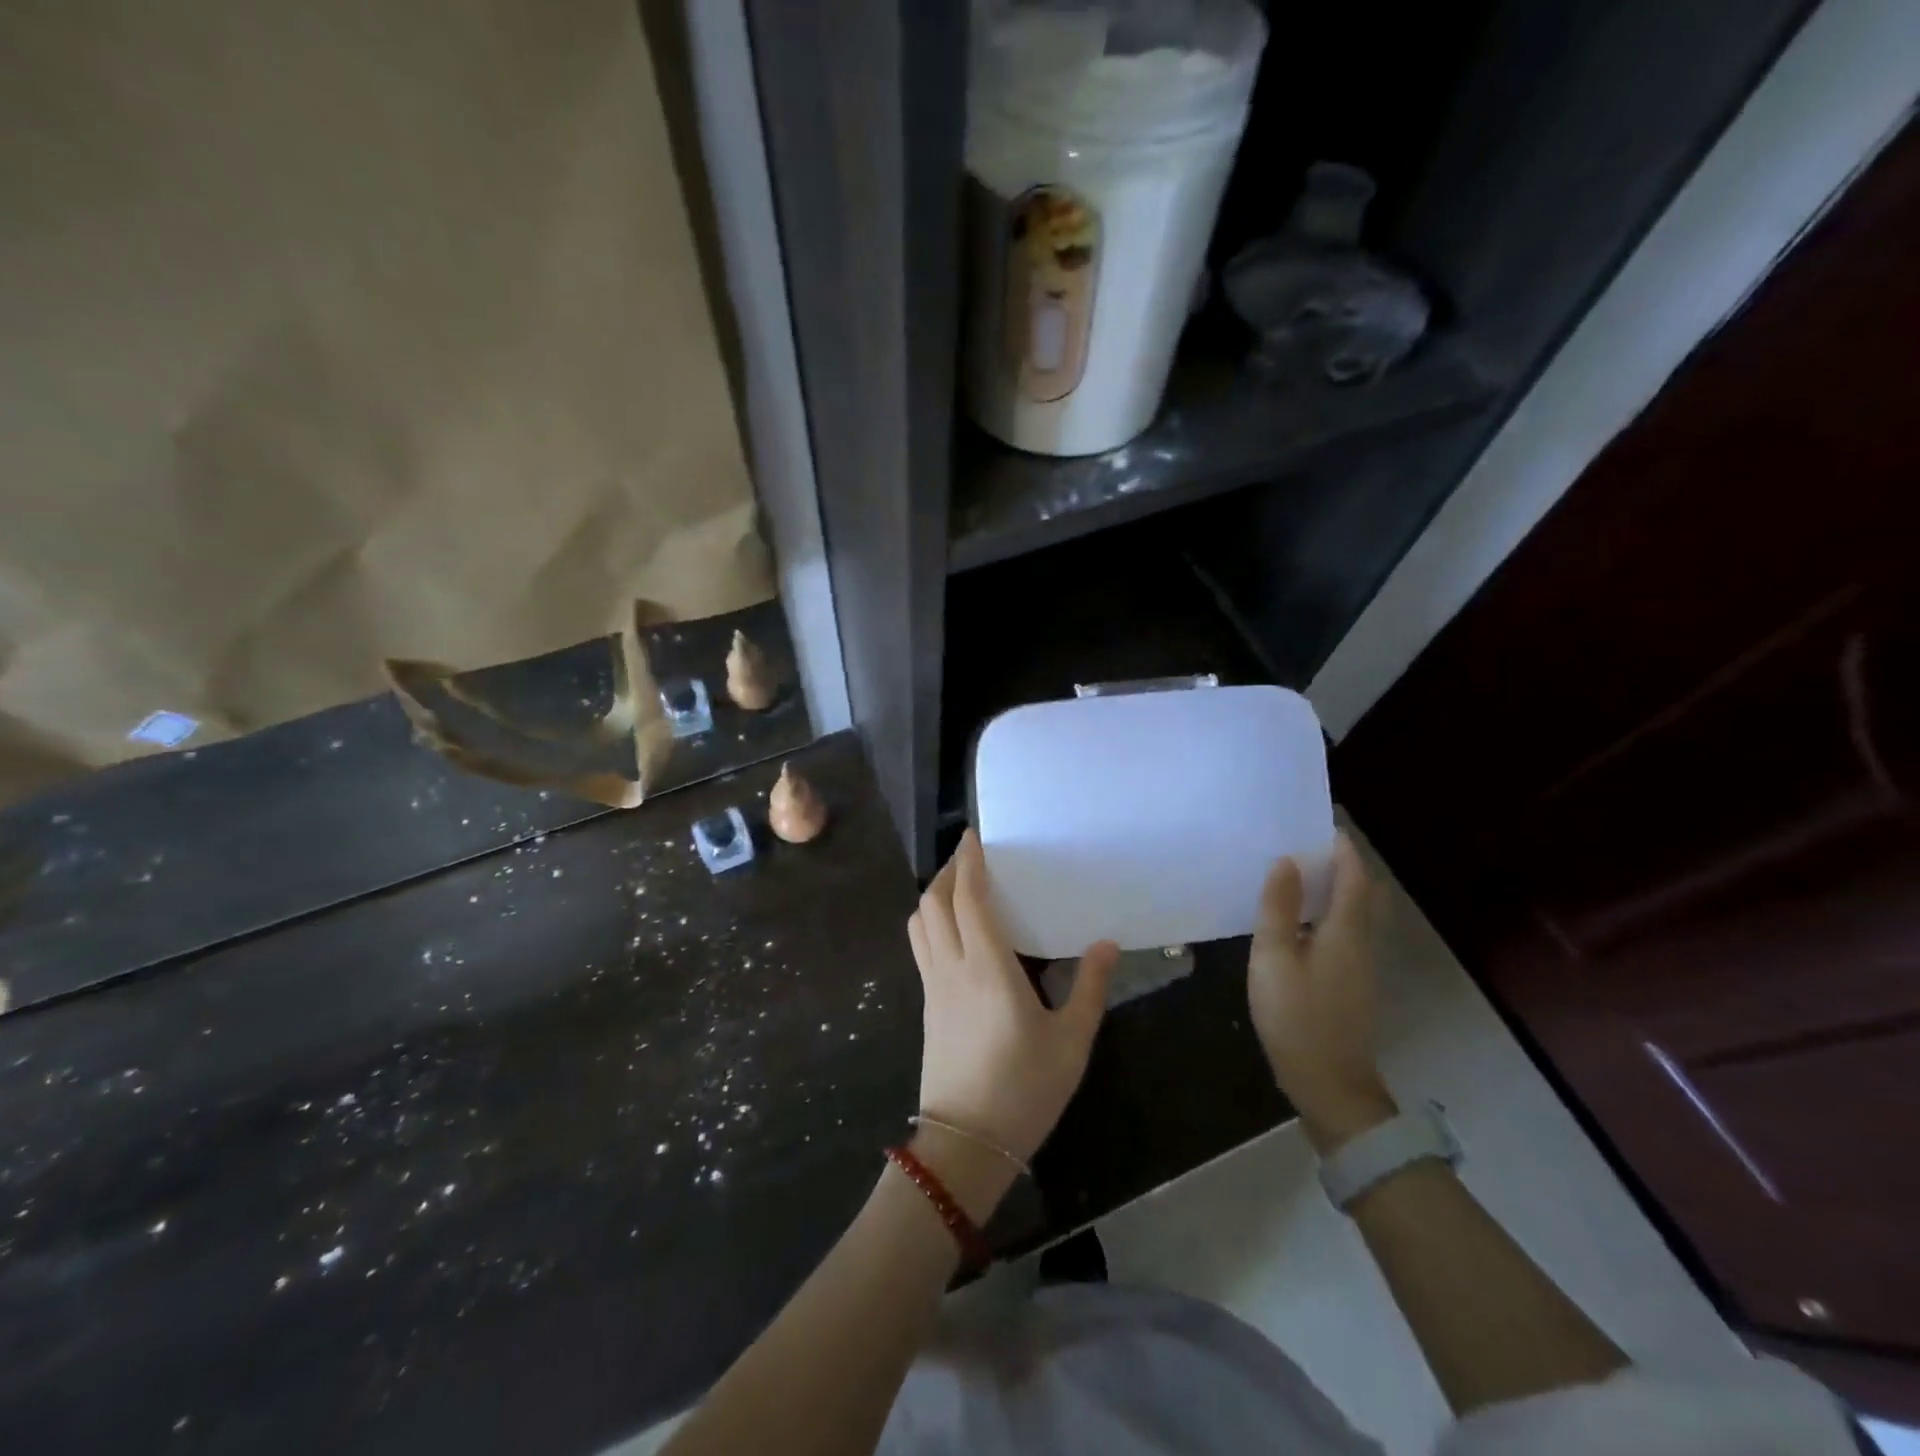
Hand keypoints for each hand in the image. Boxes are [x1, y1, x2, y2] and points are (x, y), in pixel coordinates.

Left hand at [906, 831, 1118, 1213]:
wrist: (966, 1144)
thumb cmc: (1024, 1090)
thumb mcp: (1071, 1041)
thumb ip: (1089, 987)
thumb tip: (1107, 943)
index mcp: (987, 968)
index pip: (967, 898)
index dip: (967, 862)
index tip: (974, 836)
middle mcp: (952, 967)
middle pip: (934, 903)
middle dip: (948, 872)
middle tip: (972, 857)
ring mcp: (932, 986)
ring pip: (919, 923)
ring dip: (934, 895)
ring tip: (960, 887)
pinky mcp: (926, 1005)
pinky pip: (920, 946)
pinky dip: (931, 922)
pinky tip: (954, 931)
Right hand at [1247, 832, 1395, 1150]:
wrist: (1329, 1085)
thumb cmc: (1297, 1017)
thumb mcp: (1274, 958)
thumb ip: (1278, 909)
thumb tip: (1286, 862)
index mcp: (1345, 931)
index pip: (1354, 877)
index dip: (1343, 848)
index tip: (1324, 822)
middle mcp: (1360, 943)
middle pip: (1360, 894)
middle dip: (1341, 865)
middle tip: (1306, 844)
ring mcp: (1357, 967)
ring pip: (1352, 914)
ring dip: (1333, 888)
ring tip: (1297, 873)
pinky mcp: (1348, 984)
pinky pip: (1341, 932)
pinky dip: (1326, 913)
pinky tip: (1296, 920)